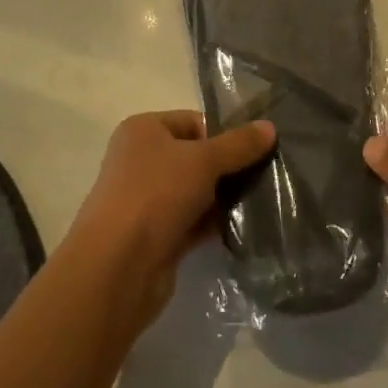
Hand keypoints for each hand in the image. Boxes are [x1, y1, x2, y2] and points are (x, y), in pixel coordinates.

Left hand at [67, 110, 275, 324]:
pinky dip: (214, 223)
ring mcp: (147, 200)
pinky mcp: (156, 235)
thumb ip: (239, 145)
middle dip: (229, 167)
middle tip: (266, 176)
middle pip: (196, 157)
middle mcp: (141, 161)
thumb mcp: (203, 161)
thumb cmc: (155, 194)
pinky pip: (193, 221)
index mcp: (143, 131)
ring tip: (262, 201)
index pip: (193, 121)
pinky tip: (245, 227)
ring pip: (196, 191)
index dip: (223, 134)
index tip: (255, 150)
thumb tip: (270, 127)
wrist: (118, 266)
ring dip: (224, 198)